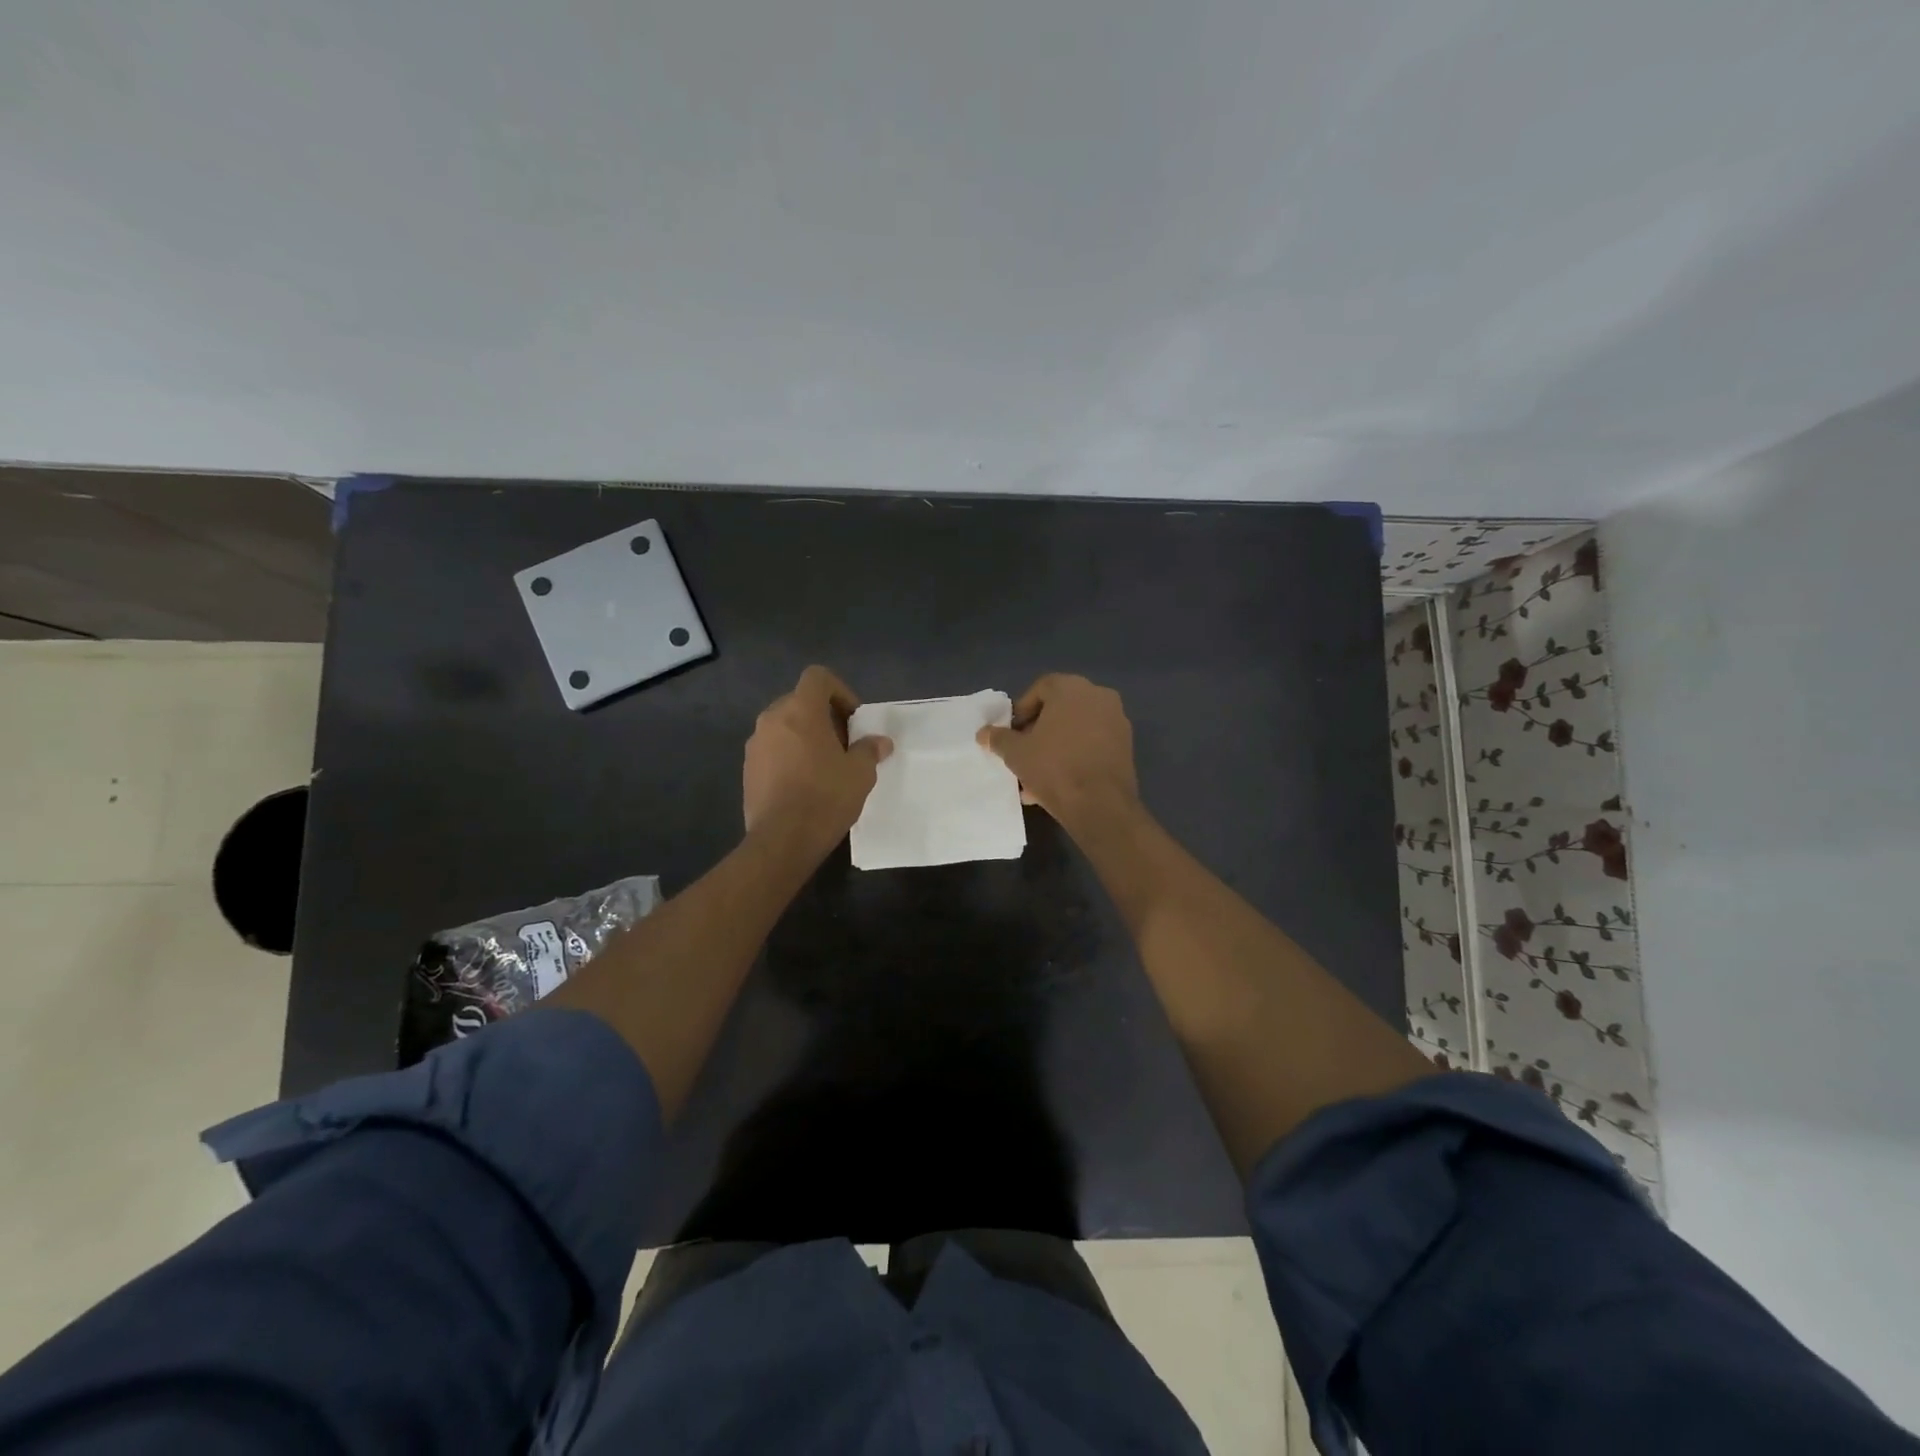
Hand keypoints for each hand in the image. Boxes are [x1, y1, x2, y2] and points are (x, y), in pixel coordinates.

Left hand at [743, 666, 891, 849]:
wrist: (782, 840)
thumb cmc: (826, 797)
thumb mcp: (860, 773)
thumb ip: (869, 750)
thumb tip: (880, 742)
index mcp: (800, 710)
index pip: (818, 677)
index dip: (840, 691)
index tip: (853, 719)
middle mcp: (772, 719)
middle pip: (800, 702)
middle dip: (824, 717)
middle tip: (844, 745)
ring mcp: (755, 745)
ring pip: (784, 727)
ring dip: (805, 737)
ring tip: (825, 766)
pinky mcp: (748, 769)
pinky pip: (772, 750)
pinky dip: (789, 756)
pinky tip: (804, 784)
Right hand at [977, 673, 1138, 830]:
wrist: (1100, 804)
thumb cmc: (1054, 768)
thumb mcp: (1016, 753)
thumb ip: (998, 738)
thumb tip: (984, 733)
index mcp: (1071, 688)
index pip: (1040, 689)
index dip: (1022, 711)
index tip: (1012, 734)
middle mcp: (1098, 696)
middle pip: (1060, 709)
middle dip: (1039, 731)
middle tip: (1024, 753)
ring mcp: (1116, 720)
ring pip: (1076, 730)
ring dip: (1056, 747)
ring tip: (1037, 776)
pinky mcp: (1126, 745)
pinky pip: (1092, 744)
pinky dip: (1076, 756)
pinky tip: (1060, 784)